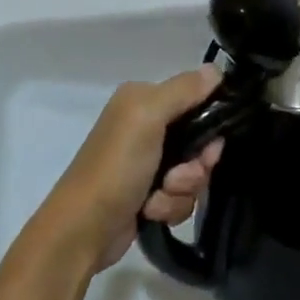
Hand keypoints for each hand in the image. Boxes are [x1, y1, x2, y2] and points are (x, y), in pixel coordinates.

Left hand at [40, 67, 225, 271]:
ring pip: (192, 171)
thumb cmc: (116, 167)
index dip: (209, 122)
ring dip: (181, 190)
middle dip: (194, 165)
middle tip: (178, 177)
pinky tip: (151, 212)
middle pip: (198, 139)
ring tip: (158, 198)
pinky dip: (170, 206)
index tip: (209, 147)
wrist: (83, 230)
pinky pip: (181, 195)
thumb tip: (216, 69)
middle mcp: (145, 124)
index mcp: (143, 98)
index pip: (195, 97)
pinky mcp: (148, 193)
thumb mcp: (148, 117)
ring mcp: (147, 160)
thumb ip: (183, 90)